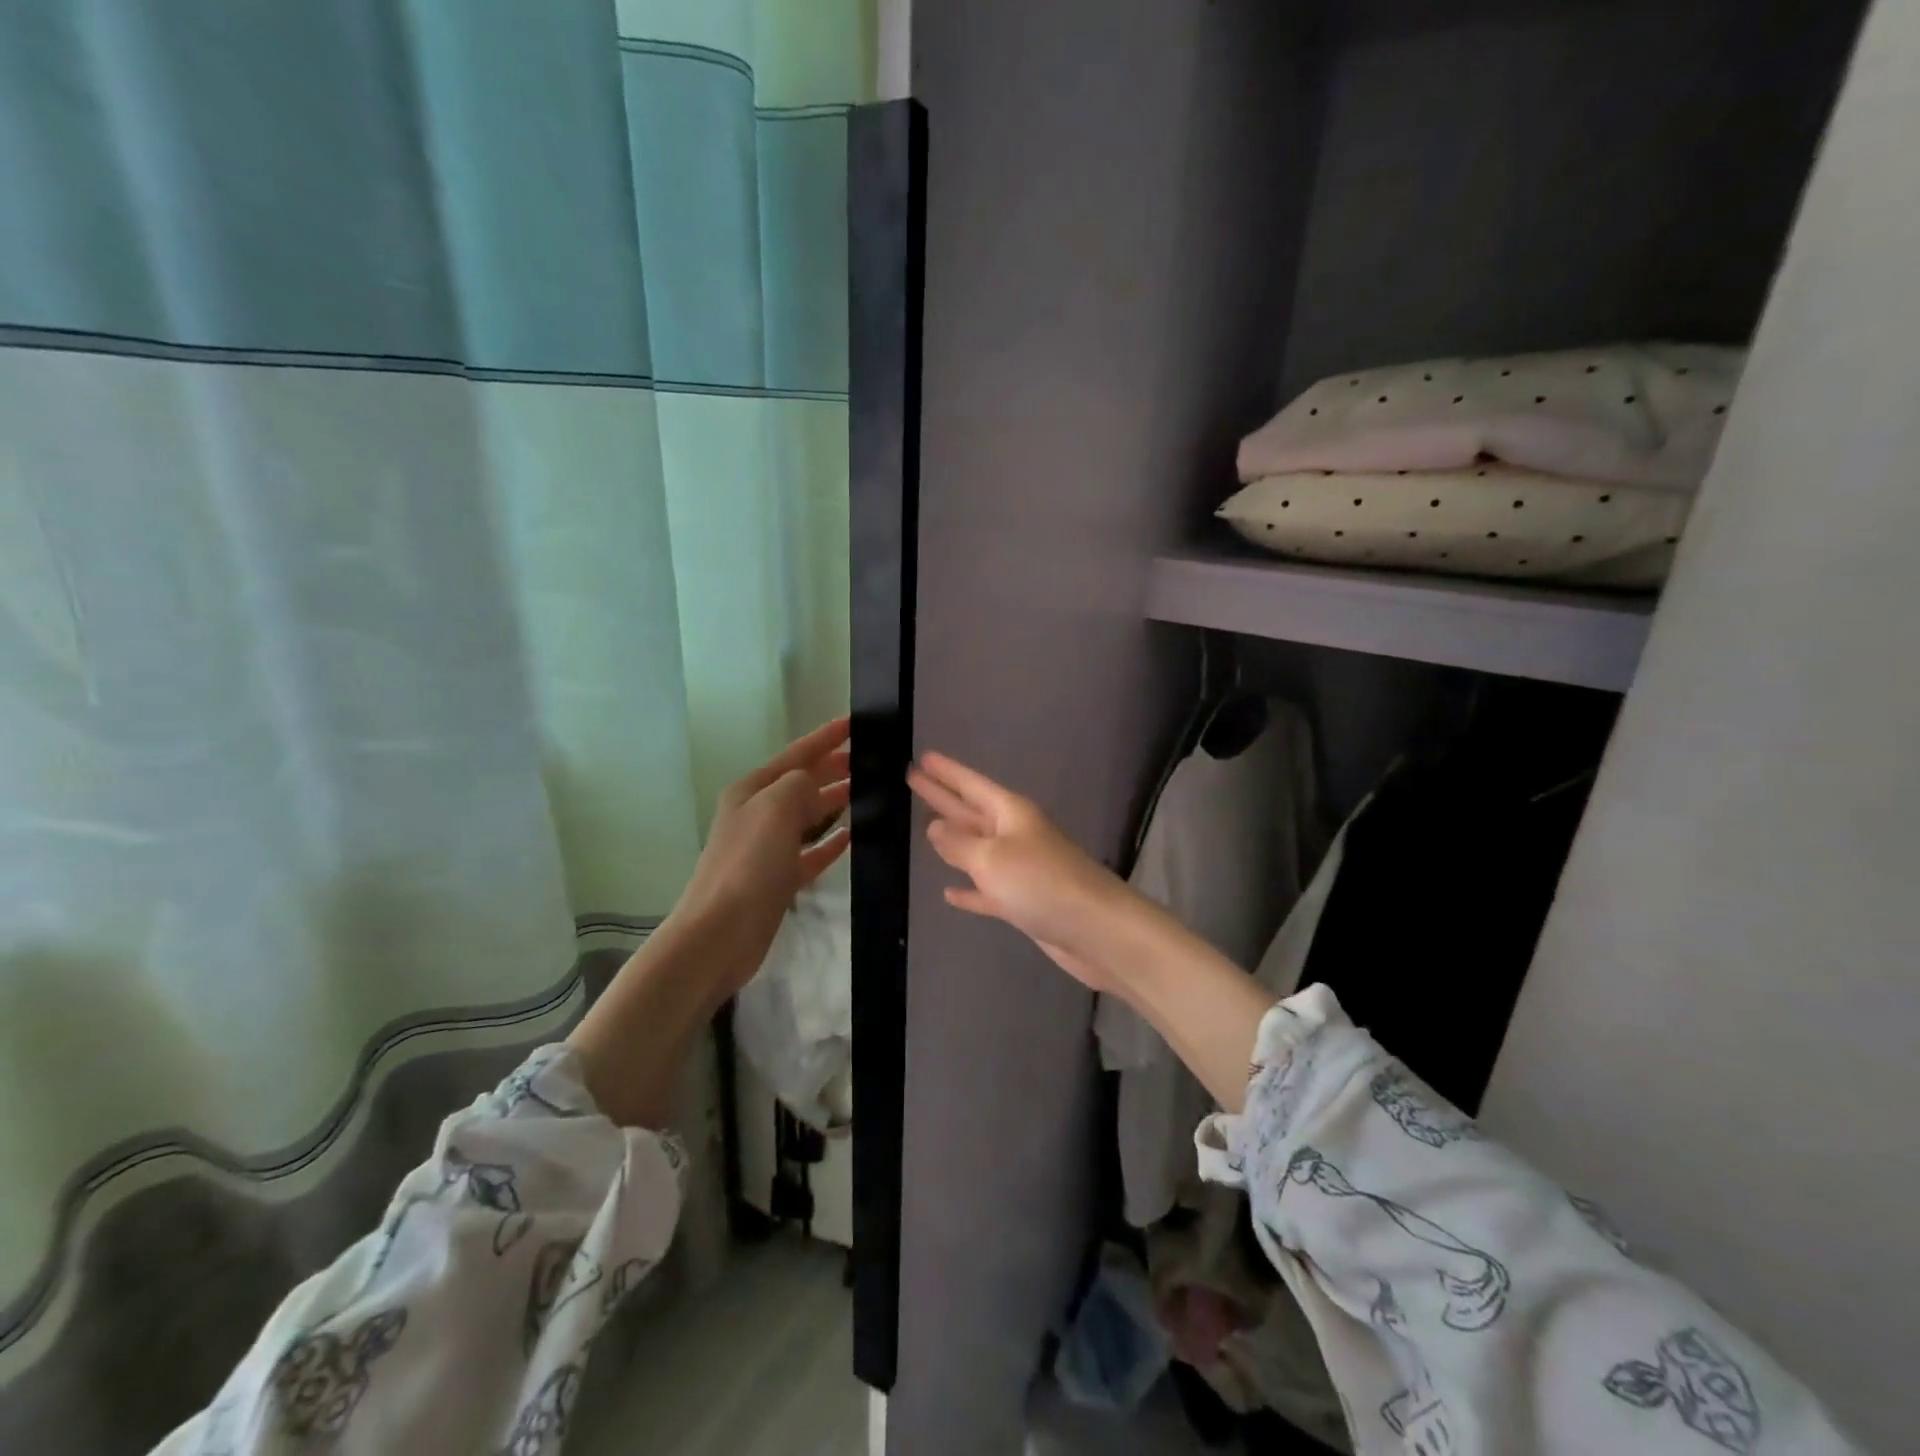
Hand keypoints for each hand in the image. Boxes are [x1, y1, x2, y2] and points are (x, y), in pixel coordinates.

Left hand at [677, 717, 852, 998]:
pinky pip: (811, 852)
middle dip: (832, 768)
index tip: (853, 723)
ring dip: (834, 801)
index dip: (825, 738)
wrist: (720, 933)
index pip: (796, 755)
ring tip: (866, 790)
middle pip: (802, 783)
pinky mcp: (778, 878)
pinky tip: (851, 837)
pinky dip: (830, 843)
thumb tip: (815, 784)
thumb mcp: (775, 808)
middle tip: (869, 758)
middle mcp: (758, 814)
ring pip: (808, 816)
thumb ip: (800, 784)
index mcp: (752, 791)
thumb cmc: (748, 864)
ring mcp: (767, 848)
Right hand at [910, 750, 1276, 1111]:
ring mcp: (1020, 868)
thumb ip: (959, 843)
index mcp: (1010, 813)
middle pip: (970, 810)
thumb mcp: (992, 858)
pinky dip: (968, 891)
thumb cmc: (1041, 883)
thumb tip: (934, 827)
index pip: (970, 785)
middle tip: (912, 778)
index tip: (923, 757)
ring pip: (977, 848)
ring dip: (952, 839)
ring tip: (924, 826)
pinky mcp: (1024, 902)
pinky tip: (948, 892)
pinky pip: (987, 889)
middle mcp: (1015, 834)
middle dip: (942, 796)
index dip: (946, 772)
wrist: (1096, 930)